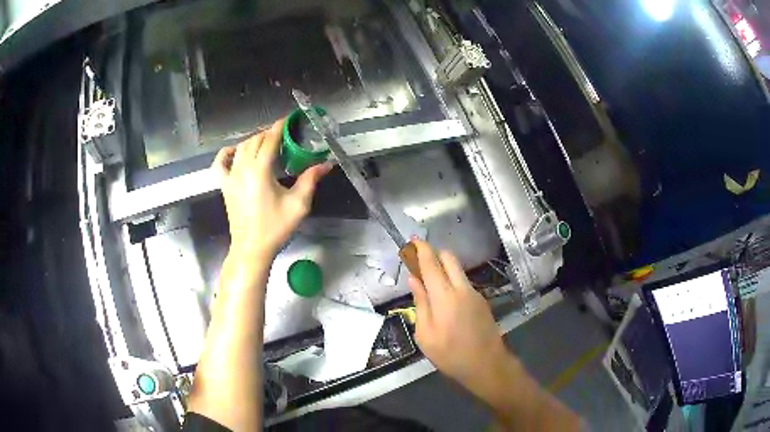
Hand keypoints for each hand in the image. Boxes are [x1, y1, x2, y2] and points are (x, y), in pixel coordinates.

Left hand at [212, 118, 331, 259]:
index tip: (289, 119)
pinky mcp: (224, 186)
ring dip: (253, 140)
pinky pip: (220, 163)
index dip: (280, 126)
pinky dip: (227, 153)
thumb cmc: (275, 228)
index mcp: (260, 171)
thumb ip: (310, 179)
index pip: (269, 139)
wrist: (251, 248)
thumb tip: (326, 164)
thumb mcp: (298, 204)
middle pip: (254, 140)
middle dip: (269, 133)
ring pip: (240, 148)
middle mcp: (242, 169)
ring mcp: (230, 177)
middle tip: (284, 135)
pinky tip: (236, 152)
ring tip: (266, 143)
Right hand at [407, 239, 508, 390]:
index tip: (413, 240)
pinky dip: (452, 280)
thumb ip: (420, 304)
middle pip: (449, 258)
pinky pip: (463, 282)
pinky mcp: (482, 301)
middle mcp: (462, 288)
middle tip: (419, 262)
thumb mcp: (425, 334)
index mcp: (444, 296)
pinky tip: (444, 298)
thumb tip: (414, 280)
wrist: (486, 364)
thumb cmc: (450, 354)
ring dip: (443, 267)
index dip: (421, 249)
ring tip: (429, 282)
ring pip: (457, 269)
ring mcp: (474, 293)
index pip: (431, 263)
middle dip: (434, 253)